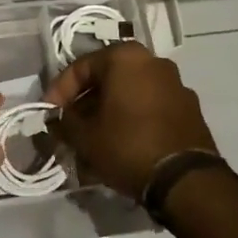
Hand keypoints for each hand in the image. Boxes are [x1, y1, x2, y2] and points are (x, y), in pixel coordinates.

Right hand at [44, 42, 216, 197]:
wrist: (186, 180)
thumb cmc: (128, 146)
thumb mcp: (85, 137)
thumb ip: (65, 122)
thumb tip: (57, 119)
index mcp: (125, 57)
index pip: (80, 67)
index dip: (59, 91)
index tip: (48, 114)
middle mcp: (152, 61)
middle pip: (107, 79)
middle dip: (85, 104)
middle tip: (70, 127)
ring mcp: (175, 84)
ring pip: (129, 94)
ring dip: (108, 113)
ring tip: (93, 140)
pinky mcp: (188, 109)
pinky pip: (149, 107)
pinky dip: (131, 120)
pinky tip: (120, 145)